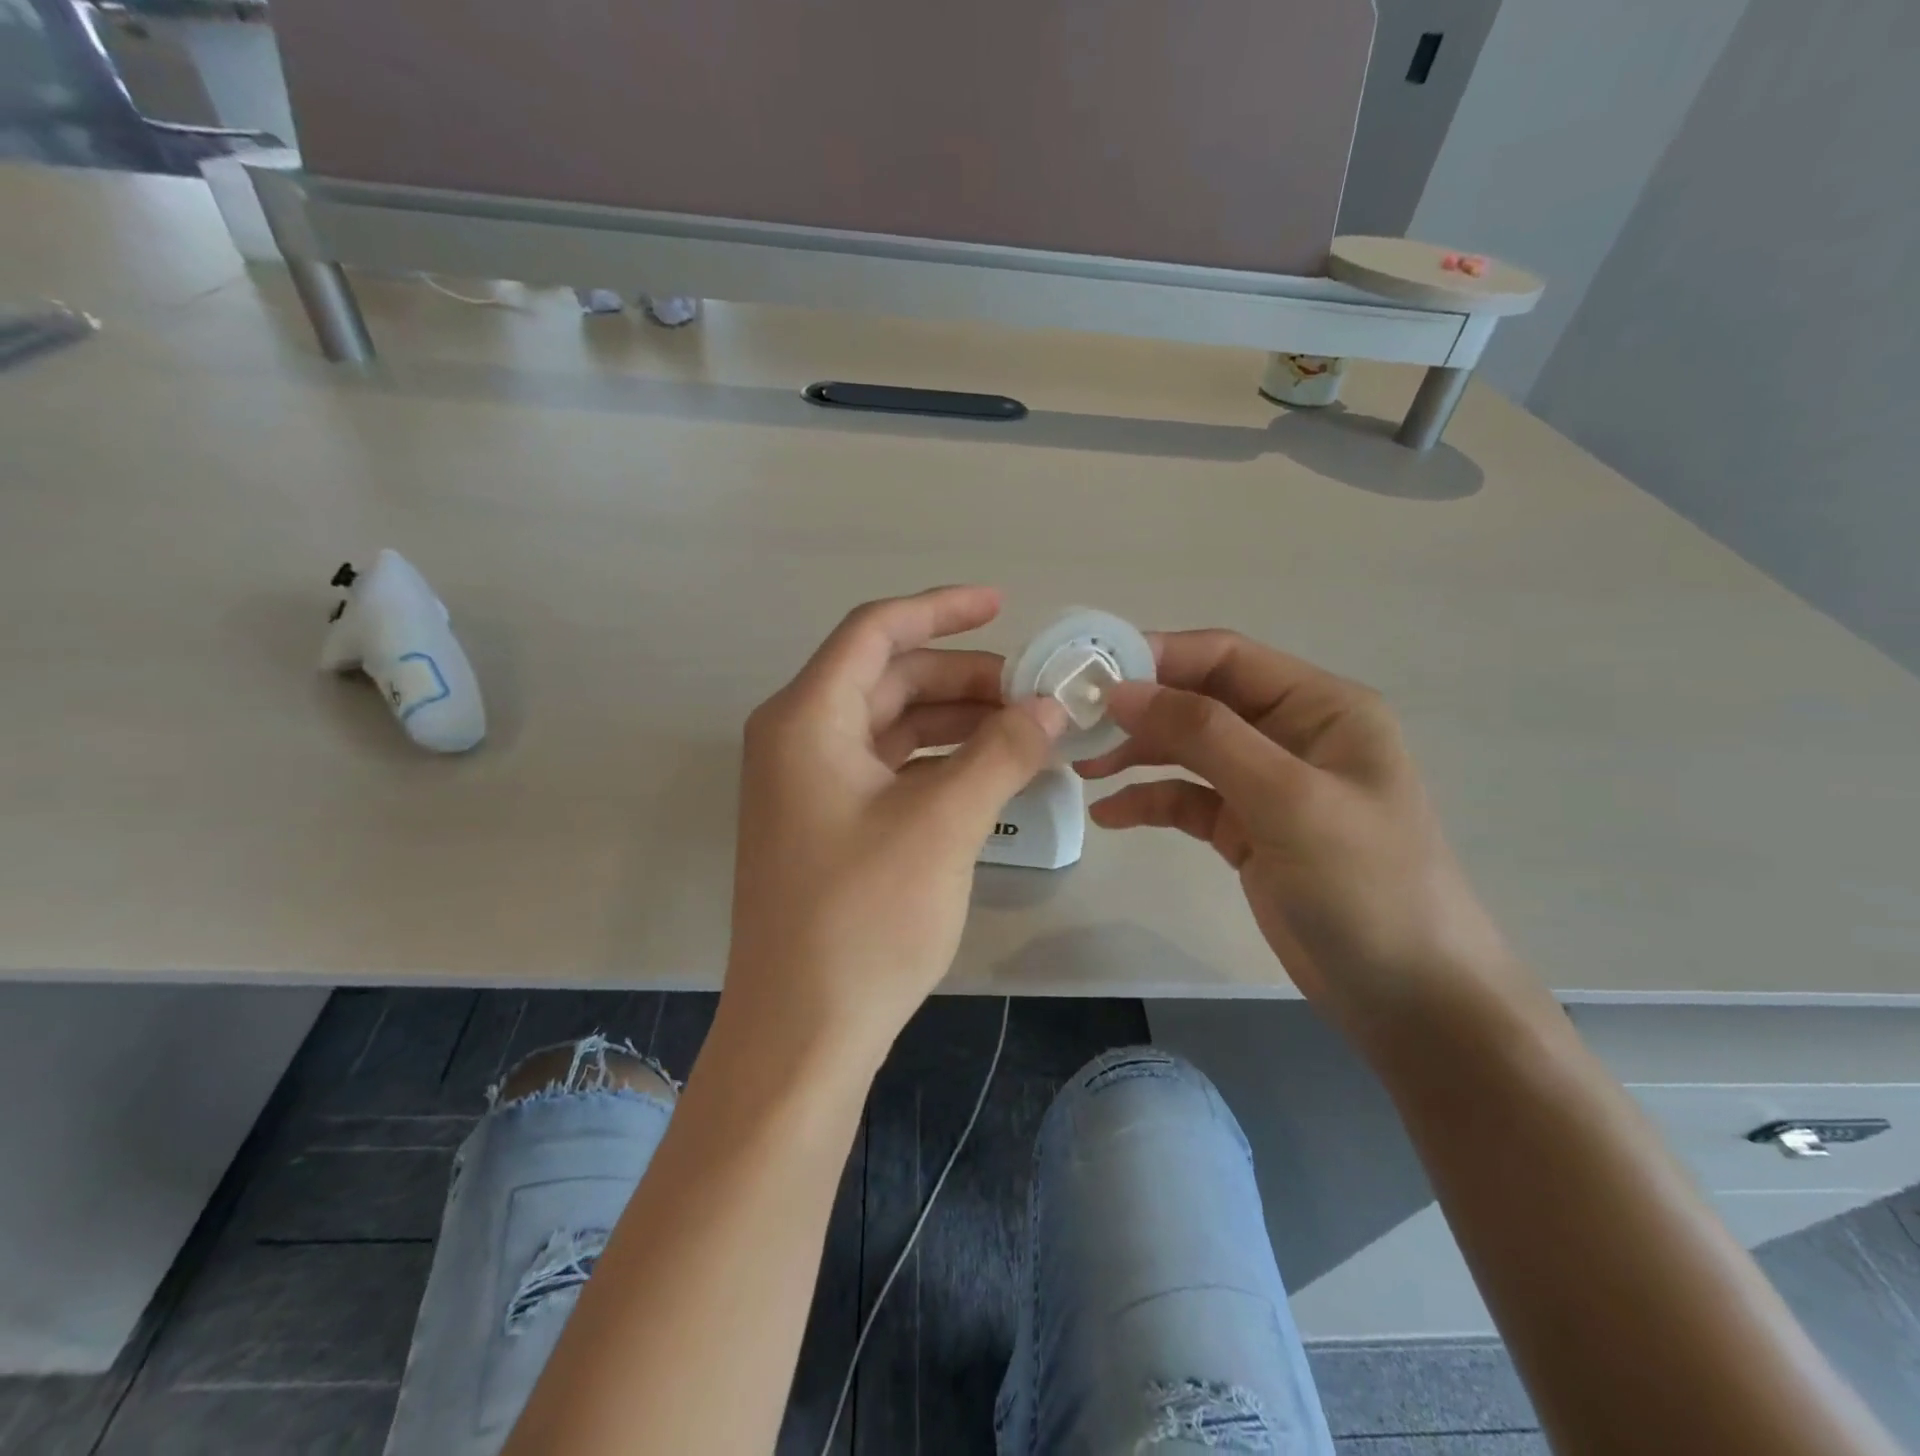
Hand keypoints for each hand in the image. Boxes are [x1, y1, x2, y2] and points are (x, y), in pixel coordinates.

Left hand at [724, 587, 1066, 1062]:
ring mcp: (808, 785)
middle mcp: (798, 739)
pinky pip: (888, 770)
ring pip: (892, 726)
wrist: (802, 1031)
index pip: (876, 632)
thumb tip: (1052, 705)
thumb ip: (1001, 752)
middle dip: (962, 678)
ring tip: (1025, 730)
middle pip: (888, 679)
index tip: (1003, 605)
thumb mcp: (942, 823)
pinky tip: (989, 774)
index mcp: (807, 718)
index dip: (941, 610)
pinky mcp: (826, 825)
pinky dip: (938, 763)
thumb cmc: (863, 918)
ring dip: (955, 721)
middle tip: (1033, 692)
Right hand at [1079, 630, 1534, 1043]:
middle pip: (1200, 700)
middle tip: (1075, 725)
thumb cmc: (1365, 886)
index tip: (1091, 674)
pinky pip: (1188, 799)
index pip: (1226, 657)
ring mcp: (1269, 784)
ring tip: (1083, 768)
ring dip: (1137, 753)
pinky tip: (1110, 815)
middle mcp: (1293, 734)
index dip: (1157, 657)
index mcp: (1320, 707)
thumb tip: (1122, 690)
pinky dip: (1150, 801)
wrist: (1409, 1000)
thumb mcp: (1286, 799)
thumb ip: (1204, 735)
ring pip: (1188, 749)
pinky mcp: (1249, 829)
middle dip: (1139, 709)